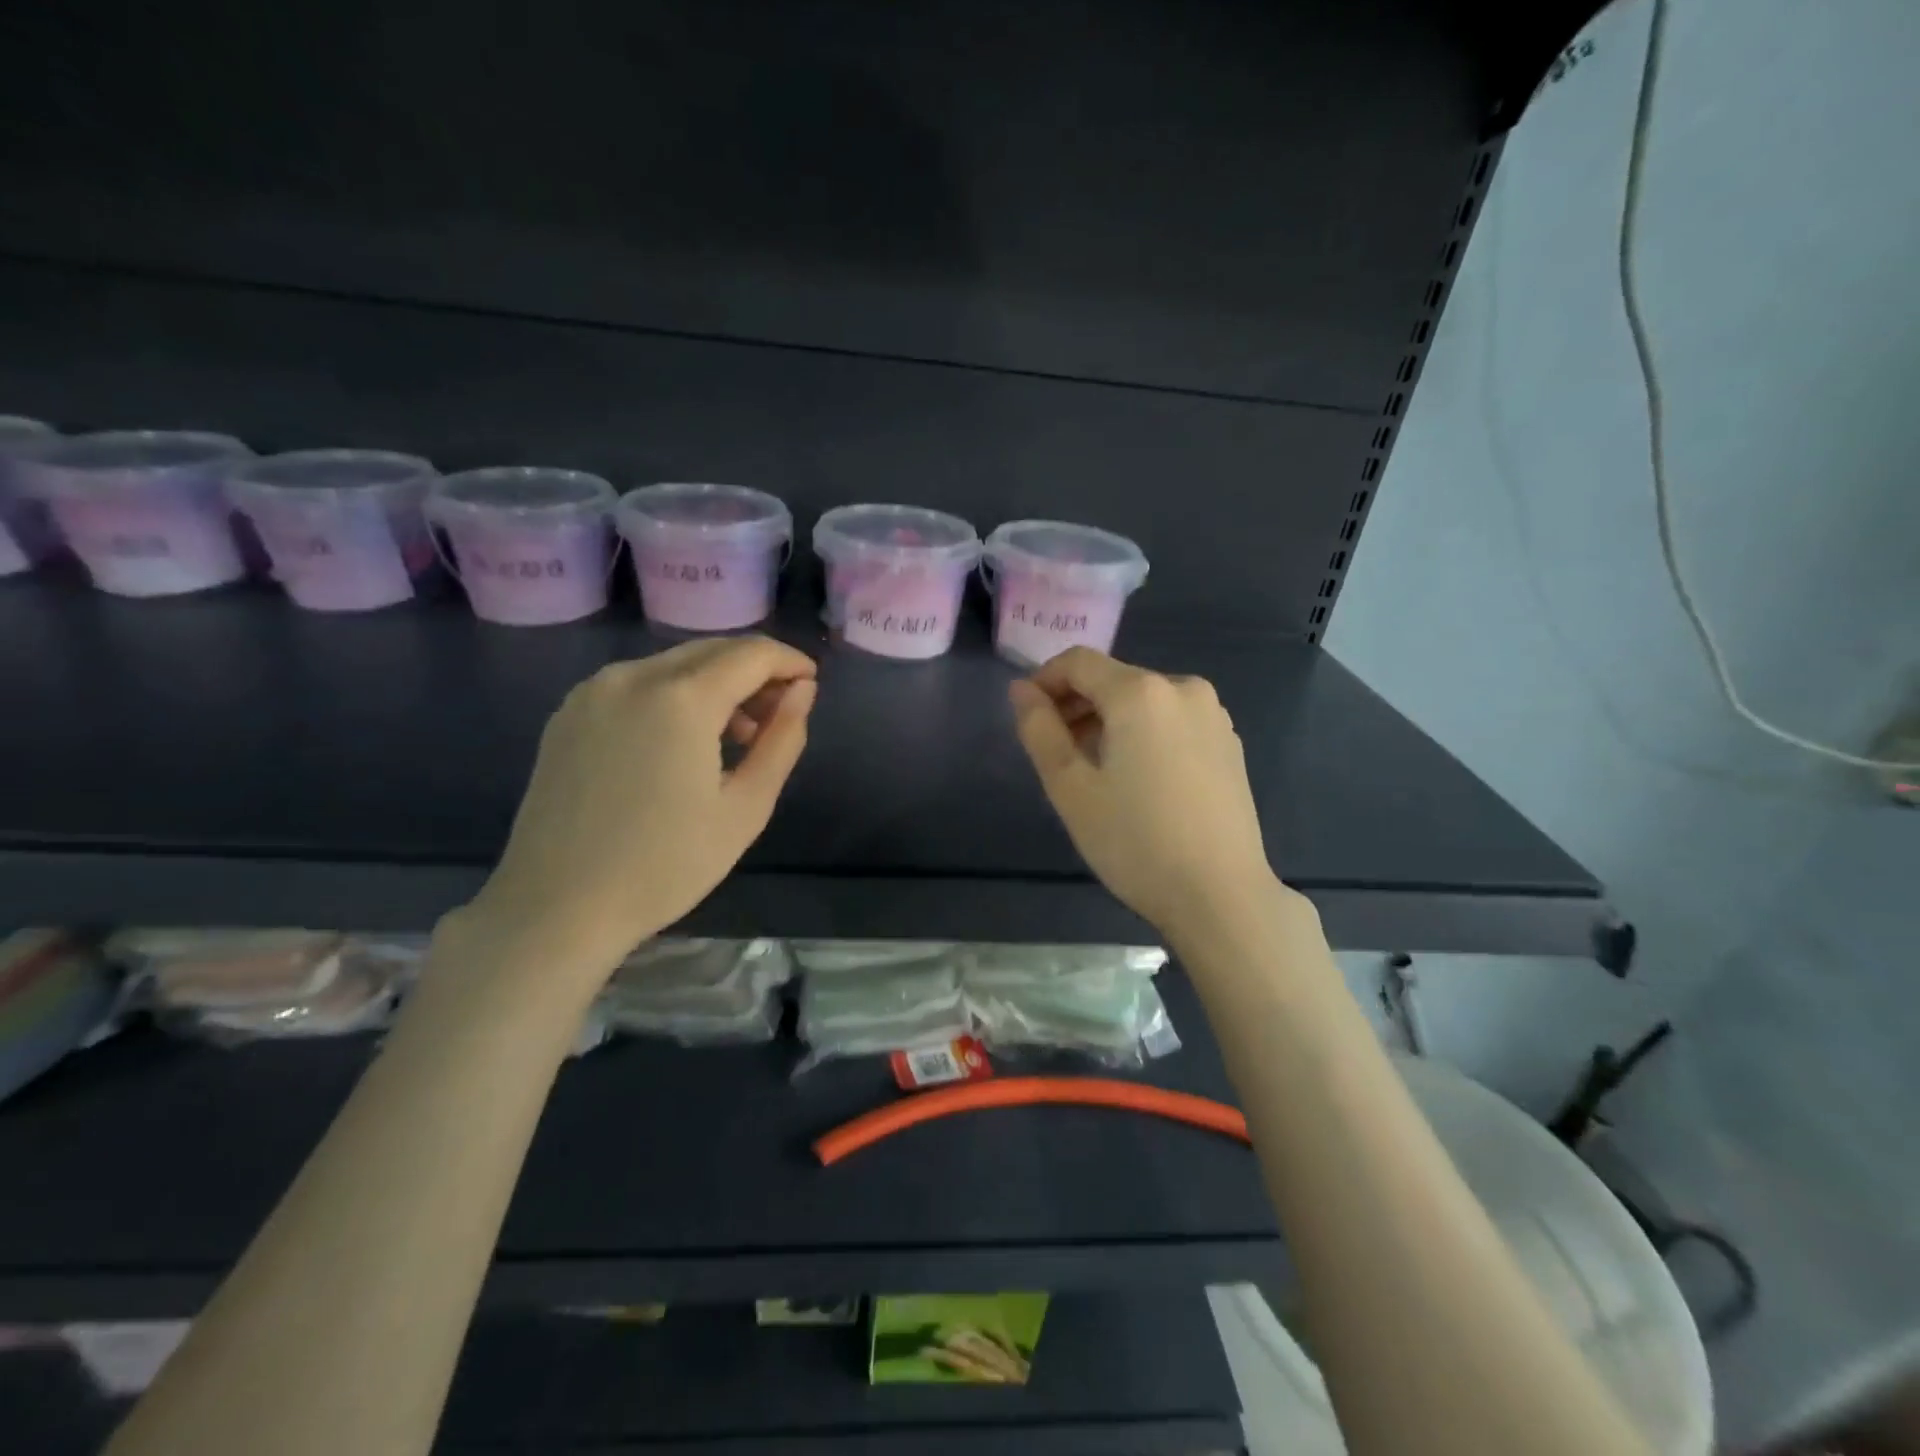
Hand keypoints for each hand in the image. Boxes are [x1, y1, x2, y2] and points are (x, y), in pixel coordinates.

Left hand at [457, 636, 816, 990]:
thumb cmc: (666, 865)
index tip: (811, 685)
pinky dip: (675, 695)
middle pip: (712, 651)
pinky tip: (684, 741)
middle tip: (780, 713)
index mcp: (681, 698)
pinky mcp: (569, 713)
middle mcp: (633, 677)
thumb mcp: (746, 807)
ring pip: (674, 664)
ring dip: (716, 684)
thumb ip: (782, 739)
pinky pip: (638, 684)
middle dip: (755, 671)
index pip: (752, 654)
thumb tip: (802, 691)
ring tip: (738, 736)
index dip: (790, 661)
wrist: (556, 907)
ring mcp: (593, 692)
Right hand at [1009, 648, 1279, 942]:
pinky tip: (1137, 780)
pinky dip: (1143, 734)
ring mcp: (1213, 715)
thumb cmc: (1135, 841)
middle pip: (1113, 679)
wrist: (1221, 895)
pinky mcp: (1229, 743)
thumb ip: (1040, 730)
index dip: (1044, 680)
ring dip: (1108, 721)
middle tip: (1055, 753)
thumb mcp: (1070, 788)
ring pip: (1143, 701)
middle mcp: (1182, 688)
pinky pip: (1171, 721)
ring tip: (1093, 772)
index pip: (1078, 662)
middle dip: (1076, 705)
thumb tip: (1022, 690)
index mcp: (1140, 692)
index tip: (1027, 717)